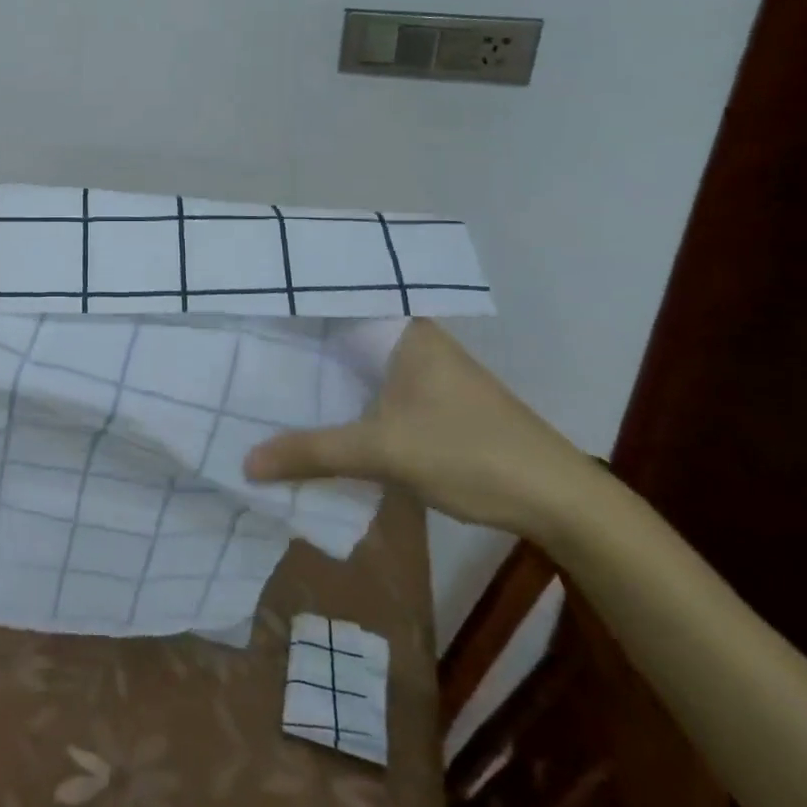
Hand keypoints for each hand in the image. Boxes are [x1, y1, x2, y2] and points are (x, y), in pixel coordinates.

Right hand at [243, 319, 601, 539]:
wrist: (562, 503)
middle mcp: (415, 341)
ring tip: (266, 380)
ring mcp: (428, 373)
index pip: (334, 304)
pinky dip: (346, 399)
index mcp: (404, 331)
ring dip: (323, 379)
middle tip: (243, 352)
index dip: (290, 309)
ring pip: (359, 366)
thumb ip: (312, 453)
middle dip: (298, 349)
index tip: (245, 315)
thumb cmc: (470, 454)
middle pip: (342, 337)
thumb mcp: (382, 453)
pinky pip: (375, 390)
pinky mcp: (436, 403)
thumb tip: (245, 463)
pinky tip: (318, 414)